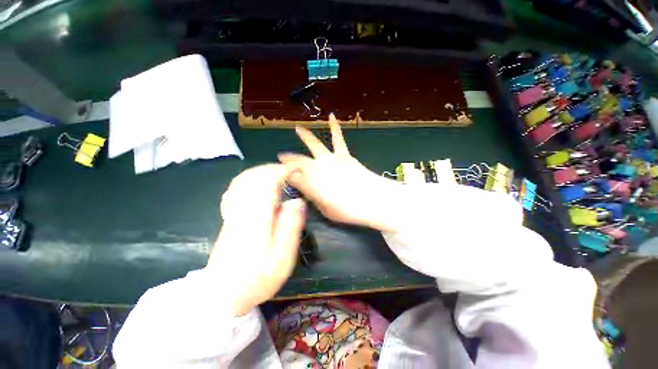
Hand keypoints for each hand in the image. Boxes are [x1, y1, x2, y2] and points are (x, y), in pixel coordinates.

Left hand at [208, 164, 305, 315]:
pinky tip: (257, 183)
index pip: (267, 183)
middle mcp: (242, 210)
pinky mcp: (229, 217)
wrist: (221, 296)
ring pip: (243, 181)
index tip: (296, 169)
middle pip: (254, 178)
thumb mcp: (281, 259)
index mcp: (257, 218)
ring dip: (261, 172)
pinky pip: (236, 189)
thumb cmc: (256, 279)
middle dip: (273, 169)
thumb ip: (290, 228)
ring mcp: (232, 212)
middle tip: (289, 170)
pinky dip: (248, 180)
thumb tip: (297, 201)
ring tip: (277, 173)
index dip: (282, 171)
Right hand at [278, 114, 401, 232]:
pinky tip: (332, 116)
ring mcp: (330, 159)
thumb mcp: (325, 210)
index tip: (280, 175)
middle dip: (288, 158)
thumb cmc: (347, 210)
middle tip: (281, 155)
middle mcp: (316, 168)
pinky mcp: (344, 155)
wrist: (371, 200)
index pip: (291, 177)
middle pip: (298, 161)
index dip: (285, 176)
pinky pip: (338, 139)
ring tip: (297, 128)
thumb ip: (314, 198)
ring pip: (314, 145)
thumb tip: (307, 191)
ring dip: (305, 136)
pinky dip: (335, 127)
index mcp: (309, 184)